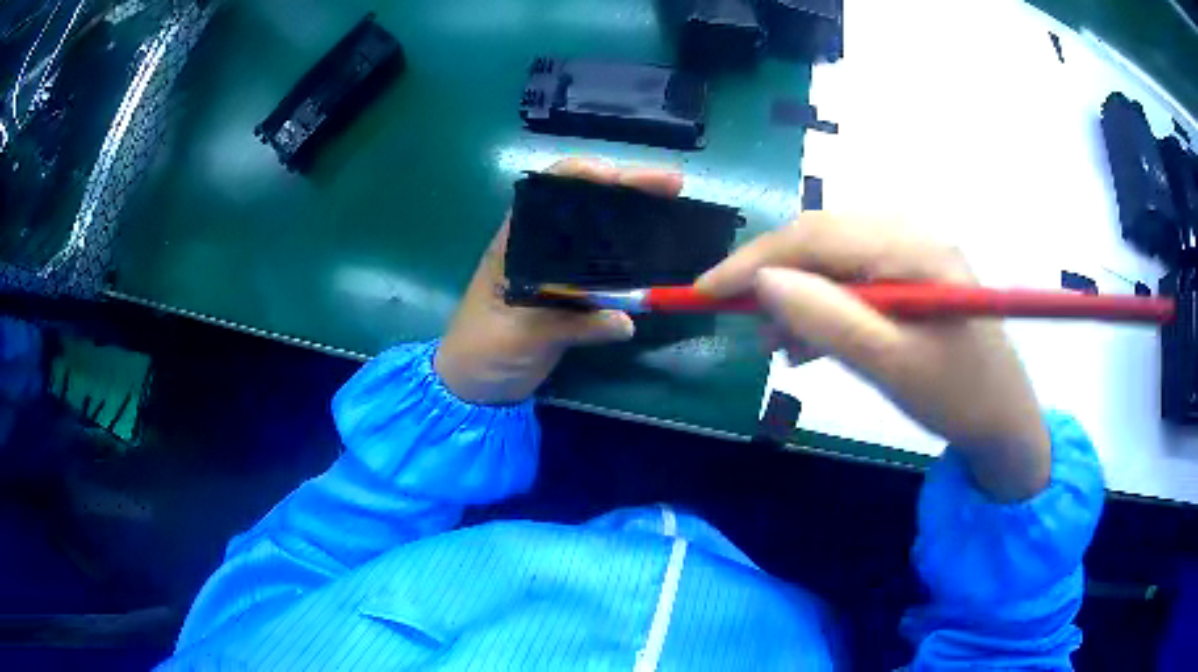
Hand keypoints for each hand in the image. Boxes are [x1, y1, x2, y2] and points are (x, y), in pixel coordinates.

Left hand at [435, 158, 683, 404]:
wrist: (476, 389)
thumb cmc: (481, 352)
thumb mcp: (519, 335)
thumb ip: (569, 326)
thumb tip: (626, 321)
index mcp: (516, 243)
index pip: (548, 193)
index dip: (582, 175)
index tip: (618, 177)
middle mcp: (540, 248)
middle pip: (586, 206)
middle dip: (627, 190)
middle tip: (671, 185)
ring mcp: (559, 272)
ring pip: (602, 236)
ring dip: (636, 223)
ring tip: (675, 210)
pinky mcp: (573, 297)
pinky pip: (608, 274)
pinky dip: (634, 266)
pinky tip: (661, 262)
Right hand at [697, 213, 1050, 500]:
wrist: (1005, 421)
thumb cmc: (956, 397)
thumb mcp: (890, 365)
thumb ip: (828, 319)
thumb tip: (763, 282)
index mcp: (913, 249)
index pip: (817, 236)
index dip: (755, 260)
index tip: (704, 291)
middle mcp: (912, 235)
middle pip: (823, 240)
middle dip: (774, 277)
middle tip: (735, 318)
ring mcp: (913, 254)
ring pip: (835, 261)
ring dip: (799, 297)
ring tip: (774, 343)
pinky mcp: (912, 277)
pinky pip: (856, 280)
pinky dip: (826, 308)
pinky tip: (809, 344)